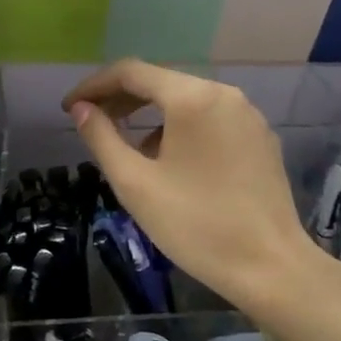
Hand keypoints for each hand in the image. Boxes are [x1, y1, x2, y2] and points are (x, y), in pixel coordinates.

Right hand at [64, 60, 323, 315]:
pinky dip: (180, 128)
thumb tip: (81, 110)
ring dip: (150, 115)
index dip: (94, 86)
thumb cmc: (196, 225)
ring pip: (186, 101)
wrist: (271, 268)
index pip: (131, 72)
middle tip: (90, 122)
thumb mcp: (135, 183)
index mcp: (192, 98)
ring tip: (127, 147)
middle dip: (121, 99)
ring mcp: (247, 115)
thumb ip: (101, 138)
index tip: (68, 108)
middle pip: (161, 82)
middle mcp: (224, 94)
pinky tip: (169, 160)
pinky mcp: (260, 138)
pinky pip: (210, 119)